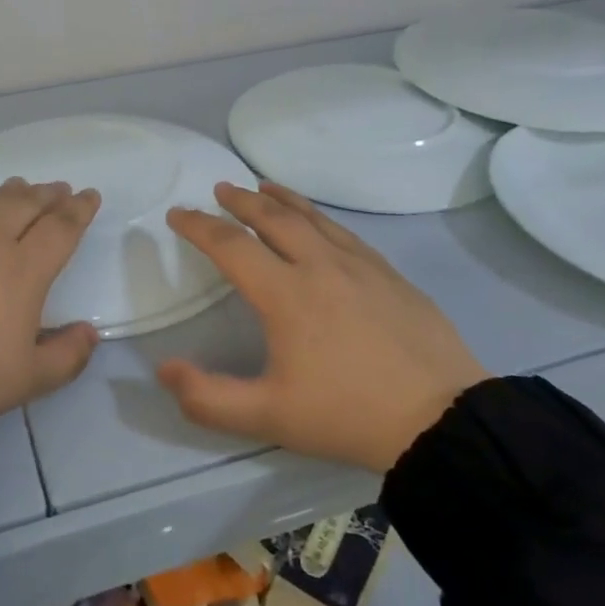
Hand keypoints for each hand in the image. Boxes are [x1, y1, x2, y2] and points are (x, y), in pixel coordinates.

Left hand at [0, 178, 102, 424]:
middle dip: (47, 194)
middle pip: (25, 205)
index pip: (60, 228)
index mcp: (24, 270)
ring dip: (11, 193)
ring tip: (21, 187)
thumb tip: (90, 332)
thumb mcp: (27, 379)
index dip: (78, 210)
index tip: (89, 196)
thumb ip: (67, 356)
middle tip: (59, 188)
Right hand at [157, 181, 489, 471]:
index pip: (231, 246)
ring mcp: (361, 266)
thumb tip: (163, 369)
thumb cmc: (347, 415)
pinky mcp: (389, 274)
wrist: (440, 418)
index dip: (199, 226)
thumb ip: (207, 397)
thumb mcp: (268, 417)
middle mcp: (320, 265)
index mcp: (286, 294)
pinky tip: (320, 224)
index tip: (177, 213)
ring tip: (263, 187)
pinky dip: (319, 217)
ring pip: (313, 217)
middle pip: (273, 217)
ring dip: (281, 199)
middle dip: (240, 200)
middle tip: (220, 189)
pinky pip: (344, 232)